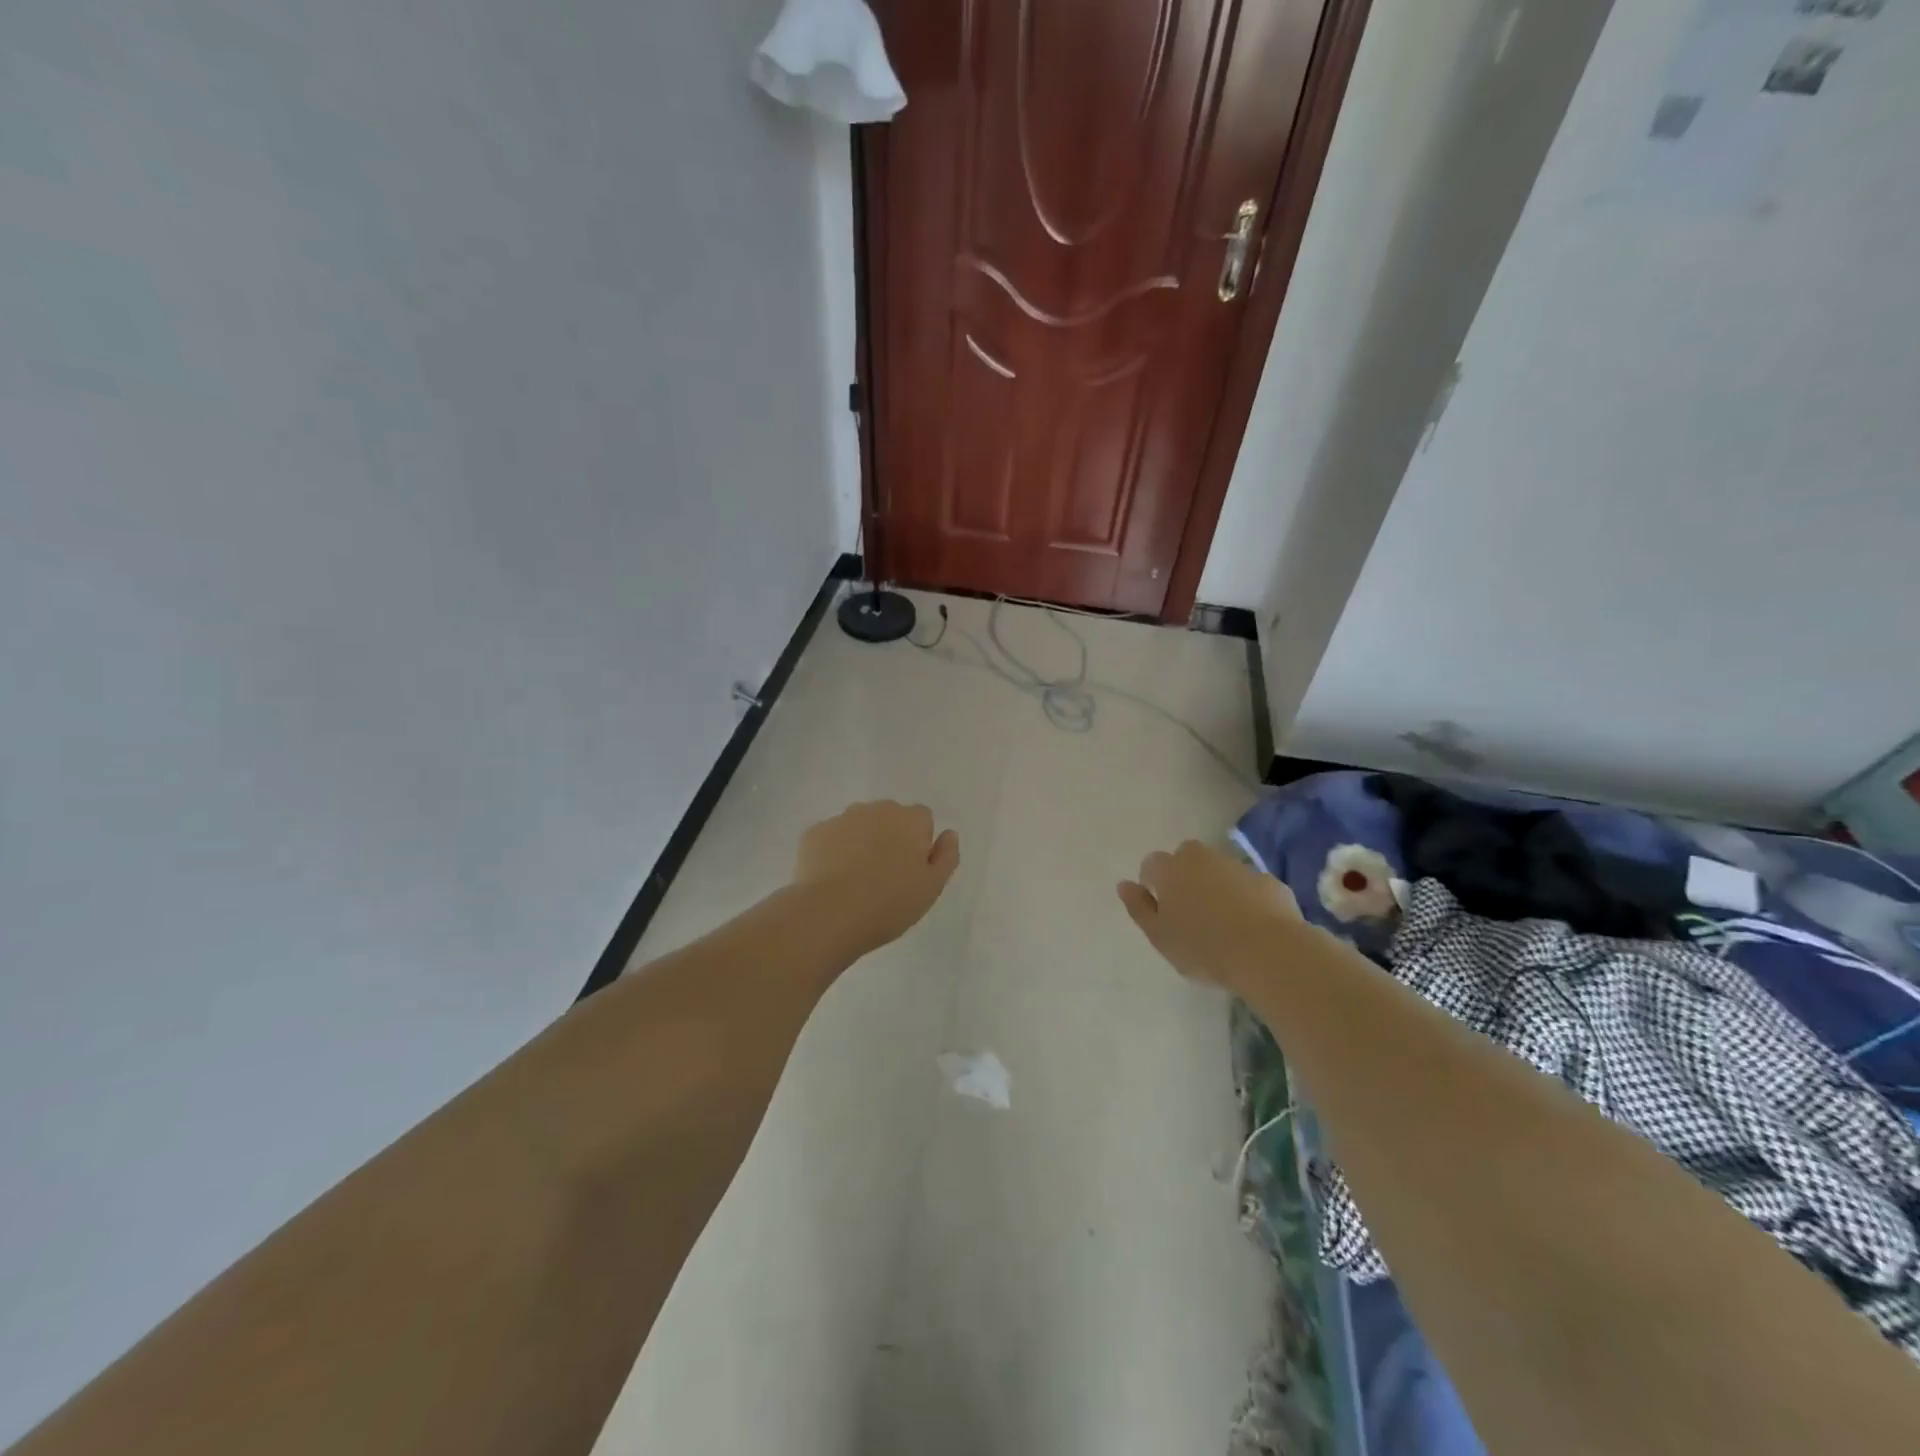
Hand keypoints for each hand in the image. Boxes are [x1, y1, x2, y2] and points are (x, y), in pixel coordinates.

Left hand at [793, 801, 960, 957]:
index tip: (912, 870)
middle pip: (889, 817)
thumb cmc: (890, 903)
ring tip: (855, 880)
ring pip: (858, 825)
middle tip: (885, 876)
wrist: (830, 914)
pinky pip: (830, 838)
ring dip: (860, 842)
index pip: (922, 818)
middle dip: (889, 837)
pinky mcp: (814, 833)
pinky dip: (833, 852)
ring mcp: (841, 819)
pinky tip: (831, 880)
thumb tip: (949, 834)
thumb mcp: (932, 887)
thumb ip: (946, 856)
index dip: (919, 842)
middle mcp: (876, 809)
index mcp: (909, 819)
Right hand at [1117, 840, 1301, 991]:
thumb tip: (1124, 884)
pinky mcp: (1268, 881)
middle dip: (1185, 875)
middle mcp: (1202, 858)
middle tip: (1190, 910)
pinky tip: (1251, 925)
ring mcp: (1238, 866)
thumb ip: (1138, 908)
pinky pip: (1248, 885)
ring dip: (1216, 885)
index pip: (1151, 864)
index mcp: (1170, 870)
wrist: (1268, 952)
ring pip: (1219, 869)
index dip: (1153, 884)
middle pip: (1186, 857)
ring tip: (1223, 921)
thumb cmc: (1203, 947)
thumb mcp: (1159, 936)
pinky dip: (1245, 897)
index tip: (1162, 911)